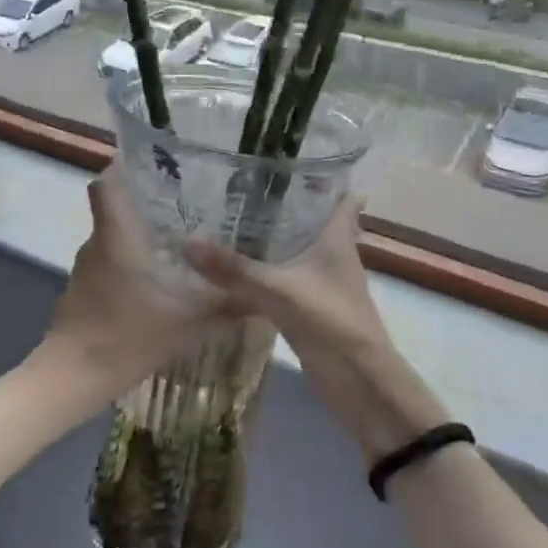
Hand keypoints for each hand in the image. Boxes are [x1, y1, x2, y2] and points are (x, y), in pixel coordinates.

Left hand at [40, 169, 225, 405]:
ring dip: (141, 233)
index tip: (154, 162)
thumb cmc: (126, 337)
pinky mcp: (84, 289)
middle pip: (116, 205)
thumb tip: (263, 297)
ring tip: (182, 238)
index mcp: (117, 236)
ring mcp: (87, 267)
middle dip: (147, 200)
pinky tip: (159, 278)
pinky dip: (131, 260)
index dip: (125, 165)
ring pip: (114, 235)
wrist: (72, 377)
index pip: (108, 182)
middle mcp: (98, 242)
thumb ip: (224, 307)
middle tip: (188, 201)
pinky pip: (110, 260)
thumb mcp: (186, 324)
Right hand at [182, 196, 443, 458]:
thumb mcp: (278, 291)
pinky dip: (264, 275)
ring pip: (296, 253)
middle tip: (243, 188)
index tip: (294, 162)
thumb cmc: (331, 322)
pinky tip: (234, 275)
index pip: (343, 199)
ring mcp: (323, 285)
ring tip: (231, 223)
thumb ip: (233, 268)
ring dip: (272, 241)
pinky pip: (284, 281)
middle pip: (313, 222)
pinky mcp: (311, 309)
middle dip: (284, 206)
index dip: (326, 179)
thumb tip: (186, 241)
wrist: (361, 385)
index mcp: (337, 240)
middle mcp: (334, 256)